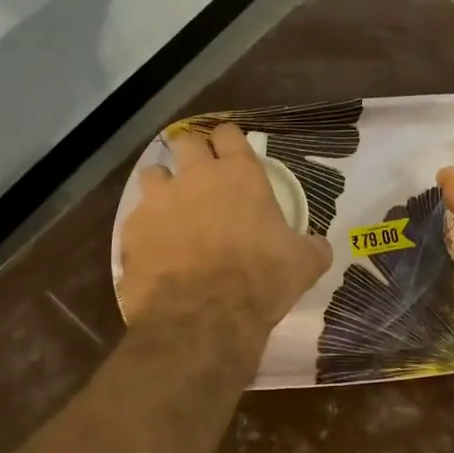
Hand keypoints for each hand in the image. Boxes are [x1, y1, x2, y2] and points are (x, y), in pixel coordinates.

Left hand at [119, 122, 331, 341]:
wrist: (203, 318)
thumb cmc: (260, 281)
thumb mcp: (303, 264)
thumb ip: (312, 247)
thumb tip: (321, 247)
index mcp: (240, 175)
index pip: (229, 134)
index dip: (229, 141)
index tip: (230, 153)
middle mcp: (197, 176)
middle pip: (186, 142)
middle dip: (191, 153)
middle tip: (199, 175)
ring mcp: (160, 201)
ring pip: (153, 173)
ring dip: (162, 185)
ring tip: (170, 208)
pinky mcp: (133, 230)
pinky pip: (136, 218)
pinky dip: (145, 228)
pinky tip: (154, 249)